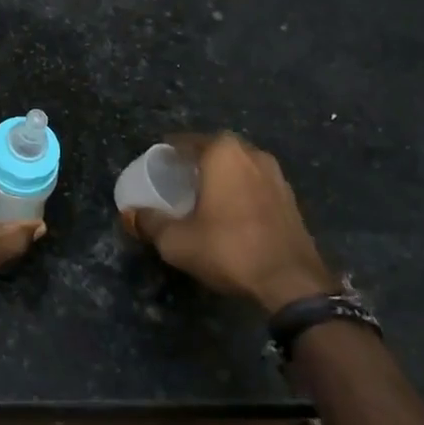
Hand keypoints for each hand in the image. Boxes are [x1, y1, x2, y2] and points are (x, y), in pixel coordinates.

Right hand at [121, 133, 335, 312]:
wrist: (292, 283)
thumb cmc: (229, 249)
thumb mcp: (177, 240)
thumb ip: (150, 222)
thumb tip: (131, 214)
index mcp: (222, 153)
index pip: (185, 141)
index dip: (167, 153)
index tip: (155, 167)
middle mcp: (251, 154)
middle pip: (214, 149)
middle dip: (195, 160)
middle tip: (177, 178)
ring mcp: (276, 175)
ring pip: (239, 165)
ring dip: (221, 174)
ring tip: (204, 194)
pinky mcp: (291, 198)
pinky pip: (256, 183)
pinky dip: (241, 190)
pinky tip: (231, 212)